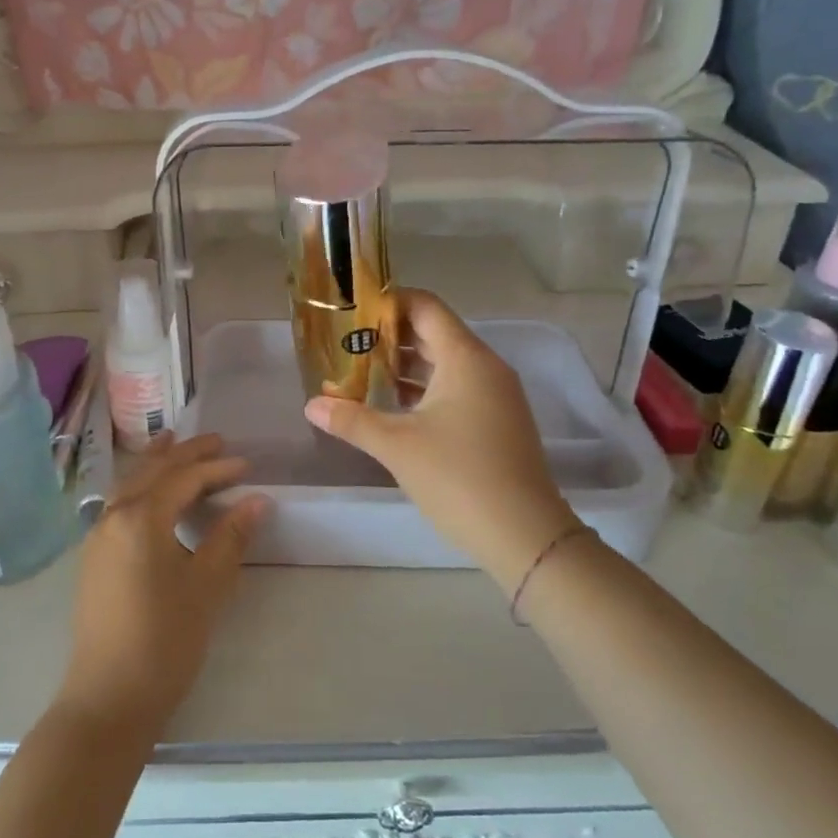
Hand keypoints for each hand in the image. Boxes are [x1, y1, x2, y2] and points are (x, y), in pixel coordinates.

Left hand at [57, 435, 270, 735]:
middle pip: (152, 471)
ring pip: (131, 484)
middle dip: (185, 453)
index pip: (184, 478)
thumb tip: (257, 500)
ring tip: (176, 445)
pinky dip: (141, 486)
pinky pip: (120, 503)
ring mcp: (98, 537)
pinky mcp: (94, 557)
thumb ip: (230, 537)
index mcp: (141, 517)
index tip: (247, 465)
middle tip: (216, 441)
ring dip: (157, 464)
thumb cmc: (165, 639)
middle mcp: (113, 516)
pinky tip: (152, 494)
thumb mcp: (207, 586)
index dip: (217, 468)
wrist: (109, 697)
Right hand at [305, 290, 581, 592]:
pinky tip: (394, 407)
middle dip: (390, 336)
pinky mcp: (498, 420)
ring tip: (362, 373)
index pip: (425, 306)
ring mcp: (496, 395)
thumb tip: (311, 405)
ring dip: (406, 365)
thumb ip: (352, 420)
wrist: (525, 535)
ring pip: (445, 363)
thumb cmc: (458, 477)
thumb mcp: (397, 446)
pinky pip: (457, 388)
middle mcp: (485, 366)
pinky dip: (425, 389)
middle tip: (348, 344)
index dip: (389, 302)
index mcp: (465, 358)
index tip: (353, 310)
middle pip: (434, 333)